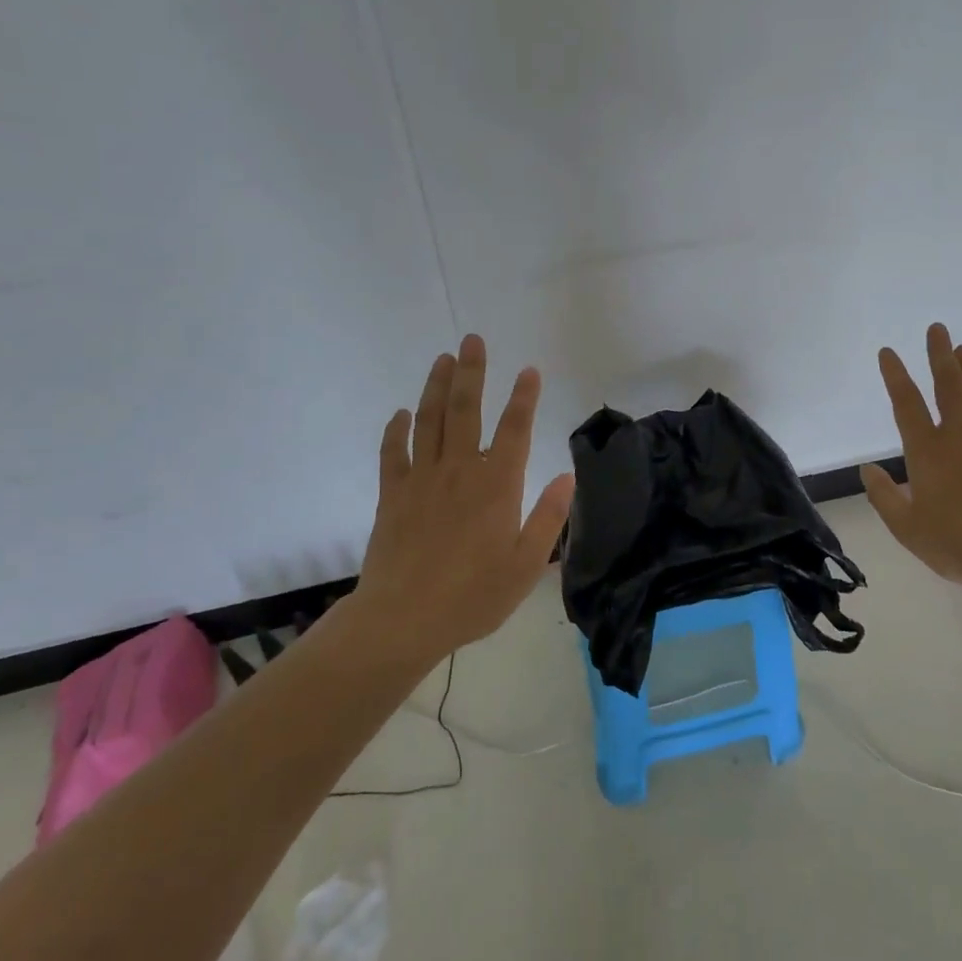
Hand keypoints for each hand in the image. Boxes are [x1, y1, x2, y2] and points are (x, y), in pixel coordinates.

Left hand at [349, 334, 574, 657]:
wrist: (402, 620)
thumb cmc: (473, 596)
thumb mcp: (526, 565)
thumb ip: (549, 517)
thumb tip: (568, 476)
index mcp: (497, 485)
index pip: (514, 429)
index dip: (524, 397)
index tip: (529, 370)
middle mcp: (460, 471)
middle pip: (466, 411)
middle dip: (473, 372)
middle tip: (473, 340)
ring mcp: (422, 479)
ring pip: (430, 421)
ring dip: (437, 387)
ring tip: (444, 358)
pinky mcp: (393, 494)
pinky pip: (393, 452)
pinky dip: (396, 429)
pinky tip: (401, 412)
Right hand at [860, 323, 961, 598]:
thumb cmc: (959, 545)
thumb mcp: (908, 529)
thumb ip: (884, 497)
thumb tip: (867, 469)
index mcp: (927, 451)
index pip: (906, 403)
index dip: (895, 375)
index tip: (888, 352)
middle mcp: (959, 435)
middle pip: (948, 384)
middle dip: (940, 354)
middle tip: (937, 329)